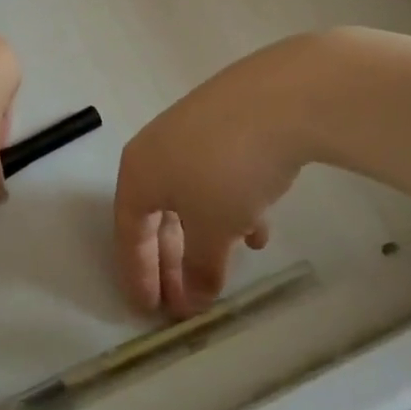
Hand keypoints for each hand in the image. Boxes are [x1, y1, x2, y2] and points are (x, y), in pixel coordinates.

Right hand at [115, 37, 323, 315]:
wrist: (281, 98)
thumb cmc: (228, 171)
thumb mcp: (213, 228)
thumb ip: (200, 267)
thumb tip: (193, 300)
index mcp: (138, 172)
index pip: (129, 231)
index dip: (138, 273)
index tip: (148, 311)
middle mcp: (157, 149)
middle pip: (157, 215)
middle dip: (171, 261)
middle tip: (183, 302)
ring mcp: (192, 131)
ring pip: (189, 195)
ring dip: (202, 236)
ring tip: (223, 269)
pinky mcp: (227, 122)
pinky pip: (217, 175)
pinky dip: (230, 206)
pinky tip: (257, 228)